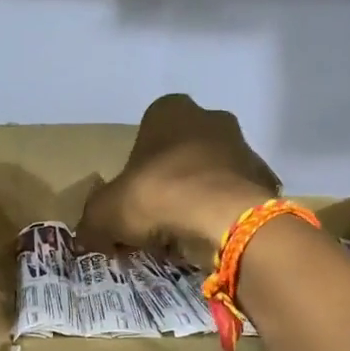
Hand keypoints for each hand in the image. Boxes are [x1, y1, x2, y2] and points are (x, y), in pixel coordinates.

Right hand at [79, 93, 281, 261]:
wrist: (224, 217)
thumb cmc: (157, 196)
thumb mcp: (105, 212)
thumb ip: (92, 222)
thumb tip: (86, 237)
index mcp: (169, 111)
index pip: (145, 136)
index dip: (135, 172)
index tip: (131, 203)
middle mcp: (210, 119)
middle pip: (180, 155)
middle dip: (169, 184)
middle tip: (155, 222)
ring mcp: (242, 146)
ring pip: (210, 176)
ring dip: (197, 199)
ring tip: (183, 236)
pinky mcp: (263, 178)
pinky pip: (234, 199)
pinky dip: (222, 216)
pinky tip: (209, 238)